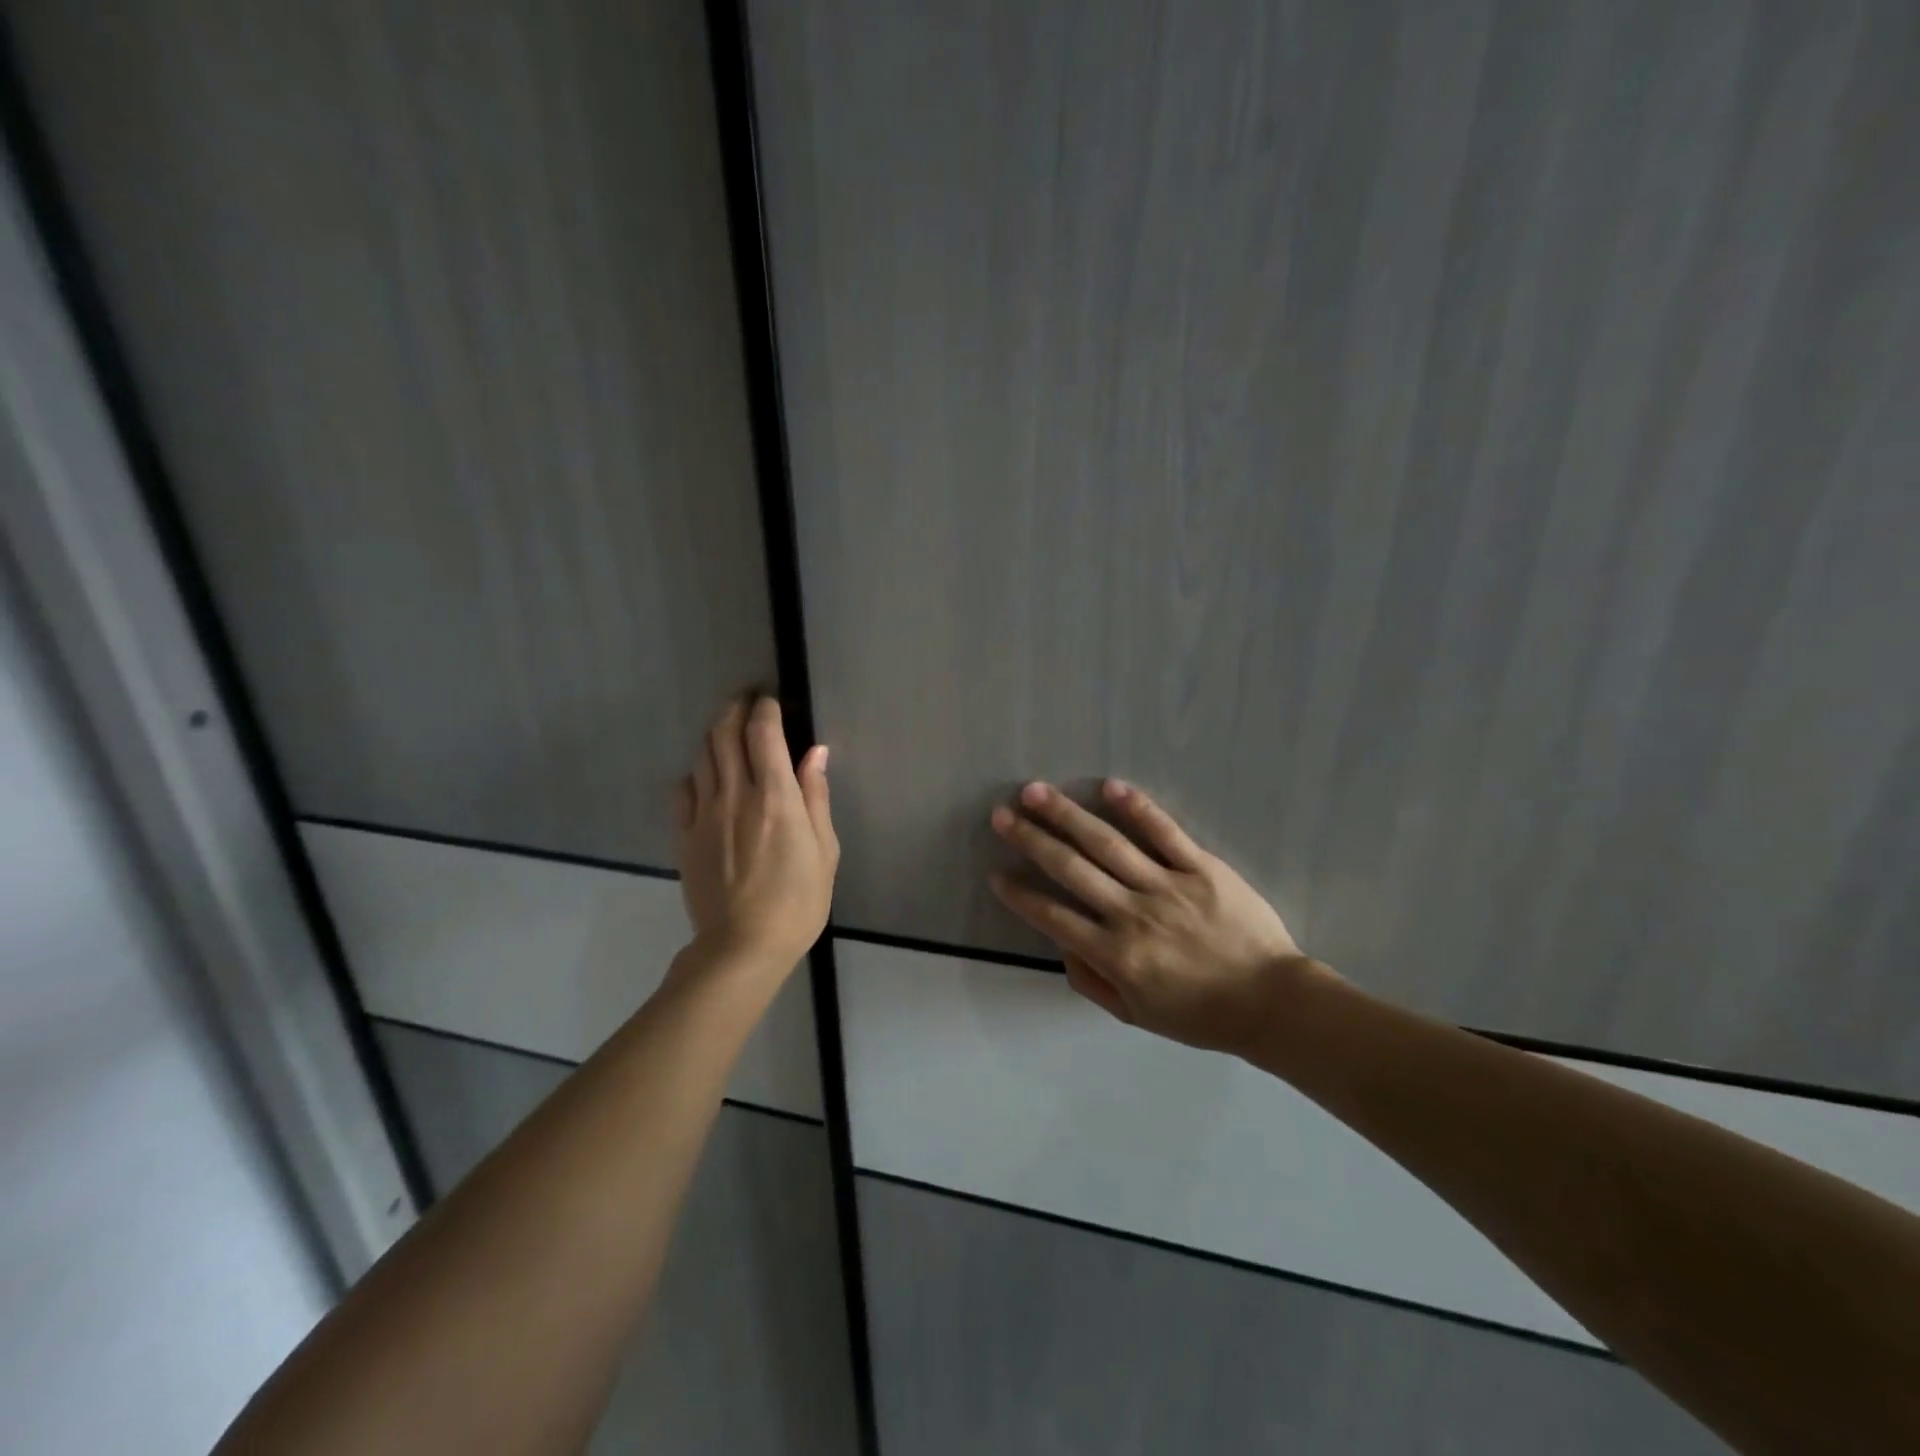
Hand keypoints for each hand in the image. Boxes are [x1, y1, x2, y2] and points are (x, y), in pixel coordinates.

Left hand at [674, 696, 837, 977]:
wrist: (743, 946)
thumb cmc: (798, 900)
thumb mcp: (825, 849)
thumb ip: (816, 796)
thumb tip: (815, 751)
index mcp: (775, 796)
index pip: (763, 733)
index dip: (765, 709)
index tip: (771, 702)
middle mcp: (735, 795)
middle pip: (724, 734)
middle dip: (734, 709)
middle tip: (745, 703)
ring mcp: (704, 814)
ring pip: (702, 757)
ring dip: (715, 736)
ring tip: (728, 734)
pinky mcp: (684, 835)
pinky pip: (683, 790)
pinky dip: (696, 774)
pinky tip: (706, 779)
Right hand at [989, 780, 1336, 1054]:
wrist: (1272, 1003)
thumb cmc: (1200, 1014)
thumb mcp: (1136, 1014)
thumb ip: (1092, 980)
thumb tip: (1061, 943)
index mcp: (1114, 954)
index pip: (1053, 916)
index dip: (1020, 895)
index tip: (998, 874)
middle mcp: (1132, 914)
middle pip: (1070, 868)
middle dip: (1031, 839)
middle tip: (1002, 815)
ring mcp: (1167, 886)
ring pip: (1107, 843)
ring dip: (1067, 815)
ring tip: (1036, 792)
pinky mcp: (1201, 868)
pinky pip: (1165, 832)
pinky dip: (1137, 807)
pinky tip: (1110, 786)